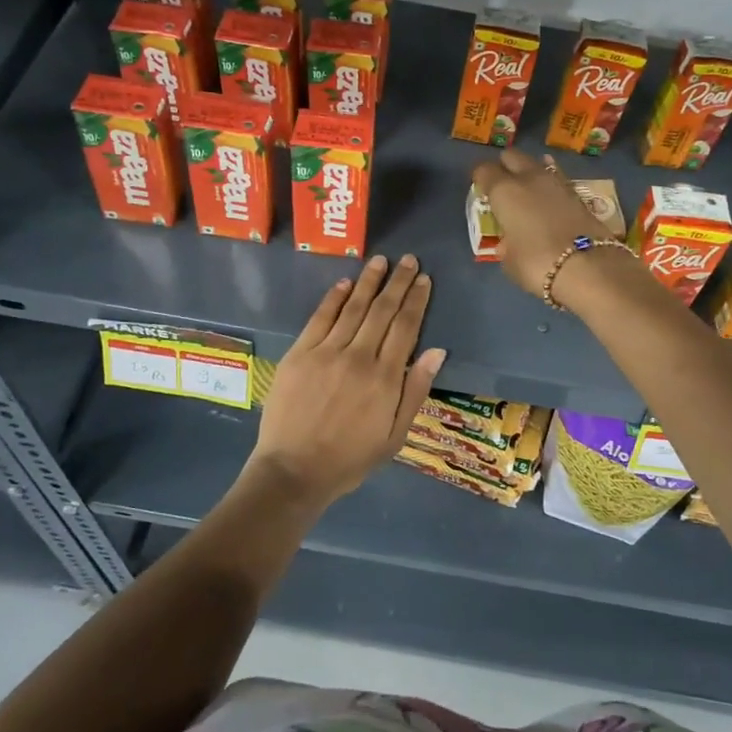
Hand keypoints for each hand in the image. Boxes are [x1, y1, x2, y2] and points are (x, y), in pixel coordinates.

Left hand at [250, 254, 445, 506]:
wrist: (294, 471)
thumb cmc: (350, 458)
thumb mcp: (395, 436)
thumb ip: (416, 391)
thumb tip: (437, 351)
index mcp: (386, 379)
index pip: (406, 328)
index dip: (416, 301)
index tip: (424, 280)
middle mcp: (359, 357)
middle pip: (382, 310)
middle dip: (398, 283)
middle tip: (409, 260)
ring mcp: (326, 352)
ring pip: (353, 308)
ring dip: (368, 282)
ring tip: (381, 260)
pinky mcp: (300, 354)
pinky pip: (320, 318)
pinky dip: (334, 298)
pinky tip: (344, 282)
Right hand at [471, 150, 622, 298]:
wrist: (590, 268)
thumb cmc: (537, 264)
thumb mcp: (510, 261)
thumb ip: (506, 245)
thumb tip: (510, 241)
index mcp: (504, 191)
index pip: (484, 170)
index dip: (480, 178)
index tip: (480, 189)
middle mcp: (529, 178)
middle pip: (512, 157)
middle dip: (505, 167)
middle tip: (503, 186)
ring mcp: (557, 183)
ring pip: (538, 165)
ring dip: (530, 174)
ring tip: (527, 192)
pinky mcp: (579, 194)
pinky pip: (556, 181)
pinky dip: (550, 188)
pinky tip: (549, 200)